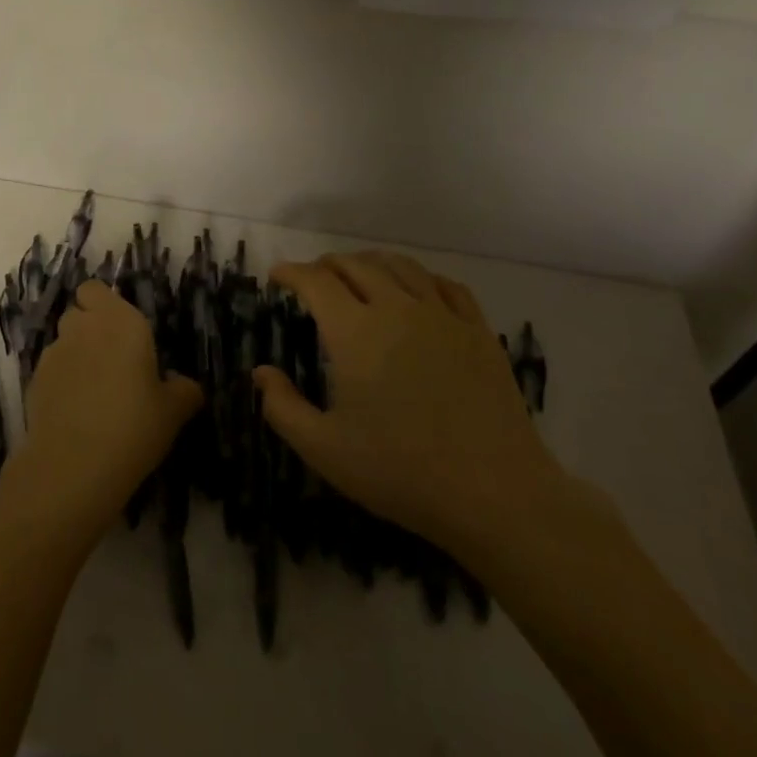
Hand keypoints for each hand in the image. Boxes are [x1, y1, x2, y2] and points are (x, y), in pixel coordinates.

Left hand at [0, 281, 202, 550]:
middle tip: (111, 361)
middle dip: (89, 328)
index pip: (96, 289)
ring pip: (62, 341)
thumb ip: (182, 390)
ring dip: (75, 355)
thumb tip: (184, 384)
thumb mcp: (173, 411)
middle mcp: (83, 327)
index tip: (120, 330)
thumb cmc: (134, 426)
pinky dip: (61, 382)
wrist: (74, 466)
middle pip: (78, 312)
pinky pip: (50, 371)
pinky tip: (75, 412)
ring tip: (93, 391)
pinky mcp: (34, 382)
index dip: (103, 305)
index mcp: (120, 321)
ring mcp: (54, 354)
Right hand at [256, 252, 564, 558]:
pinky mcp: (478, 330)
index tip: (278, 277)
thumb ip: (282, 407)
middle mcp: (396, 308)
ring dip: (370, 263)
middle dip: (326, 265)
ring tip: (359, 275)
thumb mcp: (325, 450)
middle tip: (313, 280)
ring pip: (400, 266)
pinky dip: (421, 277)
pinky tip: (417, 290)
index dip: (291, 273)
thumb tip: (260, 372)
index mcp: (354, 332)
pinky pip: (446, 285)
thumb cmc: (401, 472)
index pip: (315, 281)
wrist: (495, 494)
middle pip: (355, 264)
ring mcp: (442, 316)